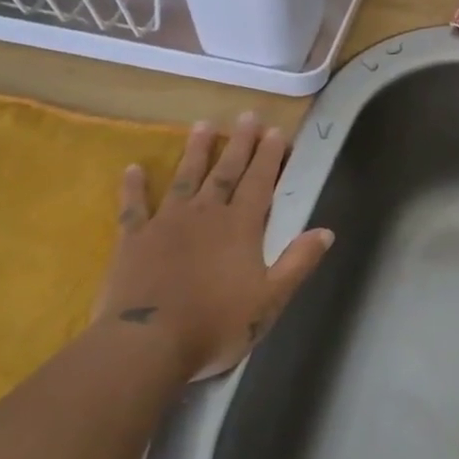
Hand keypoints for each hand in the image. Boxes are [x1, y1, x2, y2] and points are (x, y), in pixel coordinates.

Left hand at [93, 112, 333, 379]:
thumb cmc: (217, 323)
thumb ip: (298, 262)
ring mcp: (167, 224)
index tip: (277, 131)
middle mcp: (206, 215)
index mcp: (241, 227)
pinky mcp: (133, 240)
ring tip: (203, 125)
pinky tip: (133, 168)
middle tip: (247, 115)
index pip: (260, 182)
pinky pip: (134, 207)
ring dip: (195, 151)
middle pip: (226, 171)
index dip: (270, 156)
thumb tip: (325, 231)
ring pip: (185, 178)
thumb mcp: (271, 299)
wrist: (148, 344)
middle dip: (240, 143)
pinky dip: (134, 187)